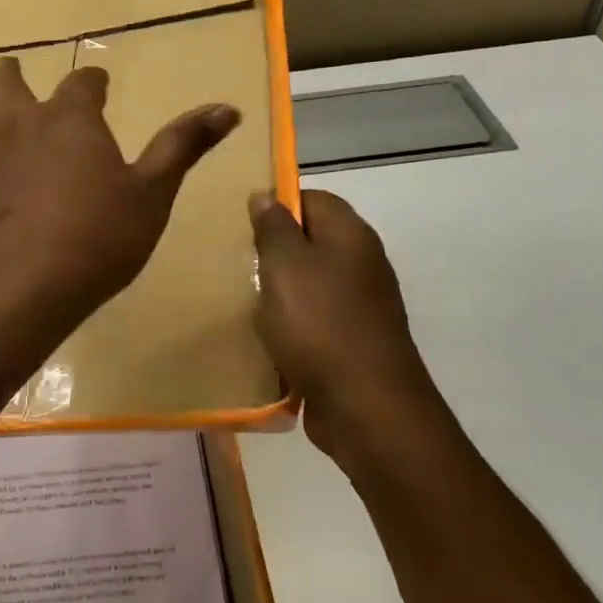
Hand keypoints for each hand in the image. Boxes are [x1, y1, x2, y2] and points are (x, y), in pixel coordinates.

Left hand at [0, 57, 238, 338]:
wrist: (22, 286)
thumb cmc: (99, 235)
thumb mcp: (153, 192)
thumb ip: (184, 146)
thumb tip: (228, 107)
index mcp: (70, 119)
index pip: (82, 82)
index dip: (92, 81)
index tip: (100, 84)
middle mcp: (23, 127)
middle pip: (6, 85)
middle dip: (11, 75)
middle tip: (13, 69)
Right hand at [249, 189, 448, 475]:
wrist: (366, 407)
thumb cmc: (319, 323)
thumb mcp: (285, 264)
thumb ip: (274, 227)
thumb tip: (266, 195)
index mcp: (350, 235)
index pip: (311, 198)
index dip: (276, 204)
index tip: (242, 223)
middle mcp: (361, 263)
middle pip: (310, 241)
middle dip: (272, 251)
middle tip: (236, 261)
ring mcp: (360, 305)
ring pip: (309, 283)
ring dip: (278, 291)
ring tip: (243, 299)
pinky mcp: (352, 341)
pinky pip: (313, 320)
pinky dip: (290, 325)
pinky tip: (265, 336)